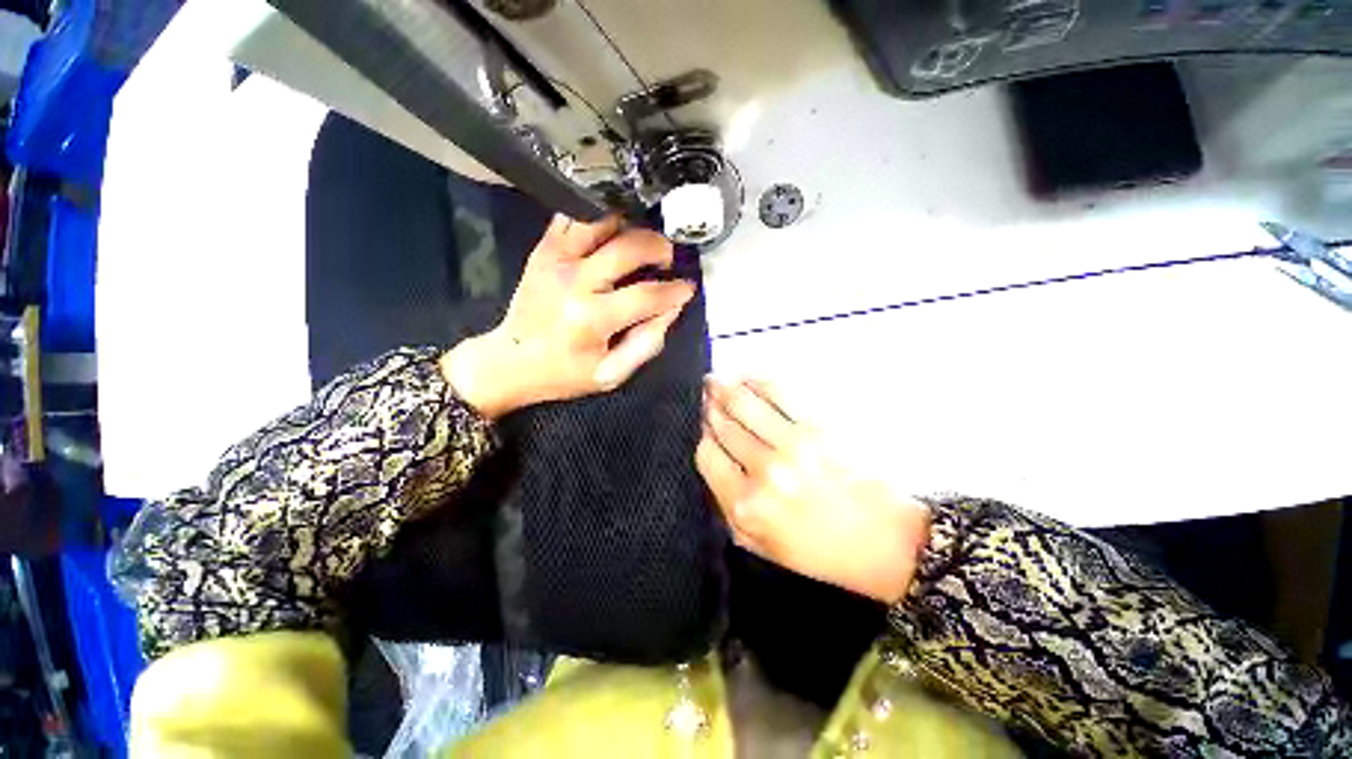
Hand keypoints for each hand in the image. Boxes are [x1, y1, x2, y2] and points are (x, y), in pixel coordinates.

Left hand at [442, 215, 695, 418]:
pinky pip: (573, 217)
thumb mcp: (612, 374)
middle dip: (660, 248)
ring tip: (641, 243)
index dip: (675, 290)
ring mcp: (556, 259)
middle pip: (630, 246)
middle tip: (667, 260)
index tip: (687, 288)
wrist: (509, 360)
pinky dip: (598, 217)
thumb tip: (672, 308)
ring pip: (603, 220)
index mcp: (593, 318)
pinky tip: (611, 232)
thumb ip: (647, 343)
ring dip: (631, 226)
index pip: (648, 294)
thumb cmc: (564, 373)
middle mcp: (575, 281)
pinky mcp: (544, 250)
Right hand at [696, 378, 929, 603]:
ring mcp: (793, 443)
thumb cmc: (822, 551)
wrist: (888, 541)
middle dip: (709, 407)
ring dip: (724, 386)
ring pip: (743, 402)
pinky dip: (757, 381)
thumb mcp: (763, 547)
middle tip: (704, 394)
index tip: (704, 428)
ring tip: (716, 379)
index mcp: (747, 505)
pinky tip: (746, 377)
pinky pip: (778, 392)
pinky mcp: (820, 425)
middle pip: (723, 424)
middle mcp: (764, 470)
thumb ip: (727, 508)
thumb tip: (711, 463)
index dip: (702, 437)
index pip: (706, 454)